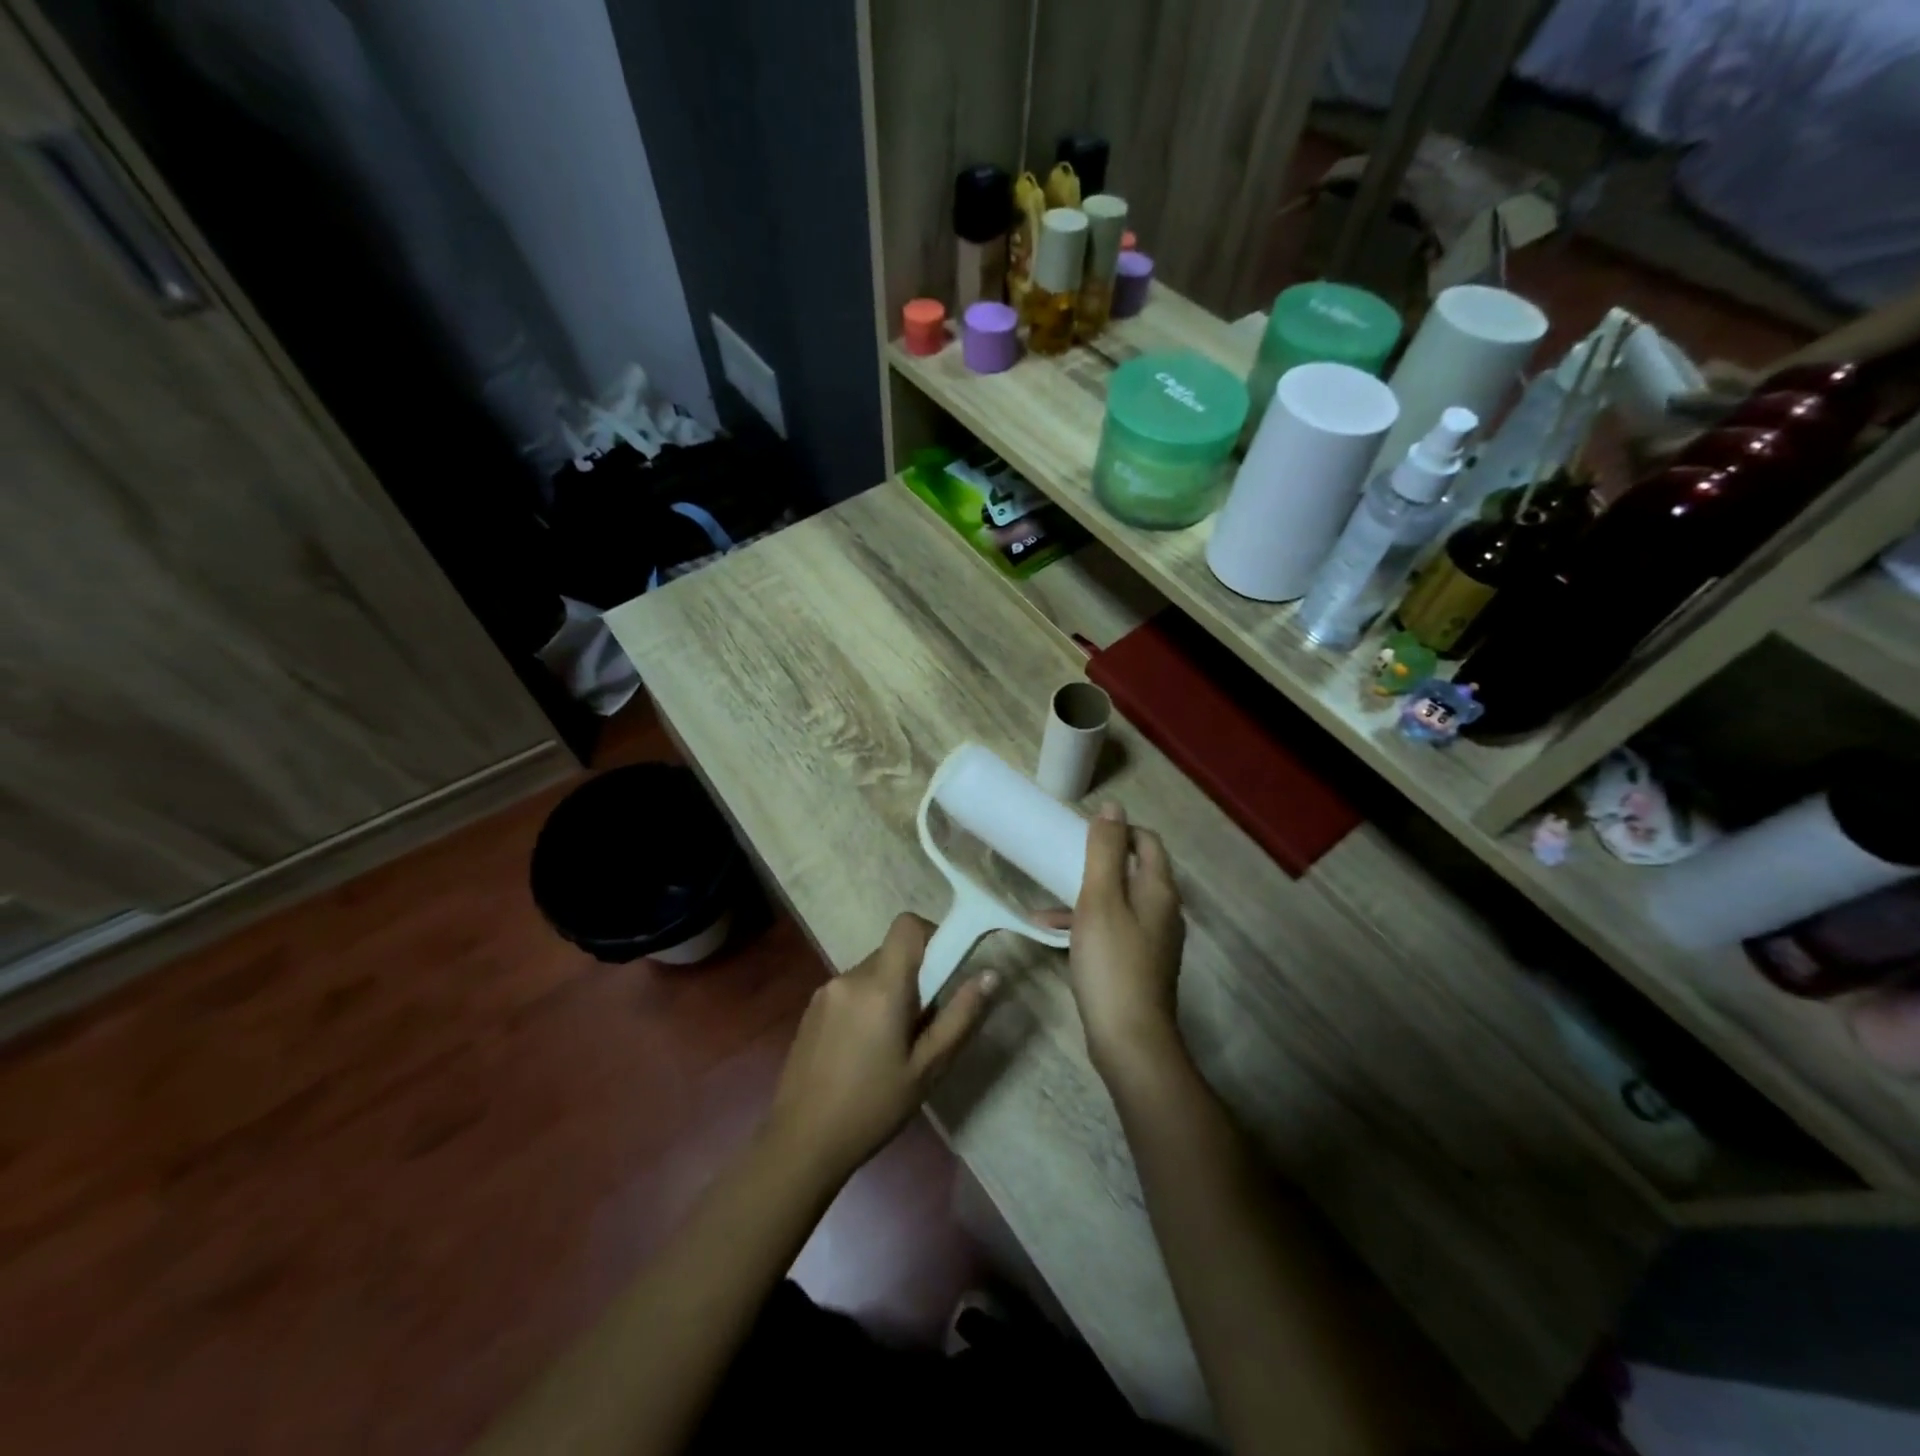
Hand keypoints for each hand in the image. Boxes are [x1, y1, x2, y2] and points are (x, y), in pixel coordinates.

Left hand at [766, 913, 997, 1183]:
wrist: (802, 1141)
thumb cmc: (874, 1107)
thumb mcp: (928, 1068)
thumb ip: (960, 1016)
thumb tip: (990, 974)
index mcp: (881, 985)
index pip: (907, 925)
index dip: (931, 935)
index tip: (944, 971)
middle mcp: (851, 976)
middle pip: (892, 953)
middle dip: (915, 977)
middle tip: (923, 1026)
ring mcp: (826, 991)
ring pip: (872, 973)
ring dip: (889, 993)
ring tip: (892, 1046)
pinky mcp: (811, 1009)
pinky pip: (851, 990)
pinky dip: (867, 1005)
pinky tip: (864, 1052)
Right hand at [1056, 804, 1185, 1083]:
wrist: (1129, 1038)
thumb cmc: (1112, 962)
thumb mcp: (1100, 899)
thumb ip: (1104, 851)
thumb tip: (1113, 807)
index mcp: (1158, 890)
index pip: (1147, 841)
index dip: (1119, 830)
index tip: (1083, 833)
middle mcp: (1163, 911)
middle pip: (1134, 870)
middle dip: (1099, 861)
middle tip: (1063, 859)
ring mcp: (1153, 940)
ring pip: (1120, 901)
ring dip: (1086, 893)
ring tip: (1047, 897)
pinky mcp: (1139, 964)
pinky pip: (1113, 929)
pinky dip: (1087, 923)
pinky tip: (1051, 932)